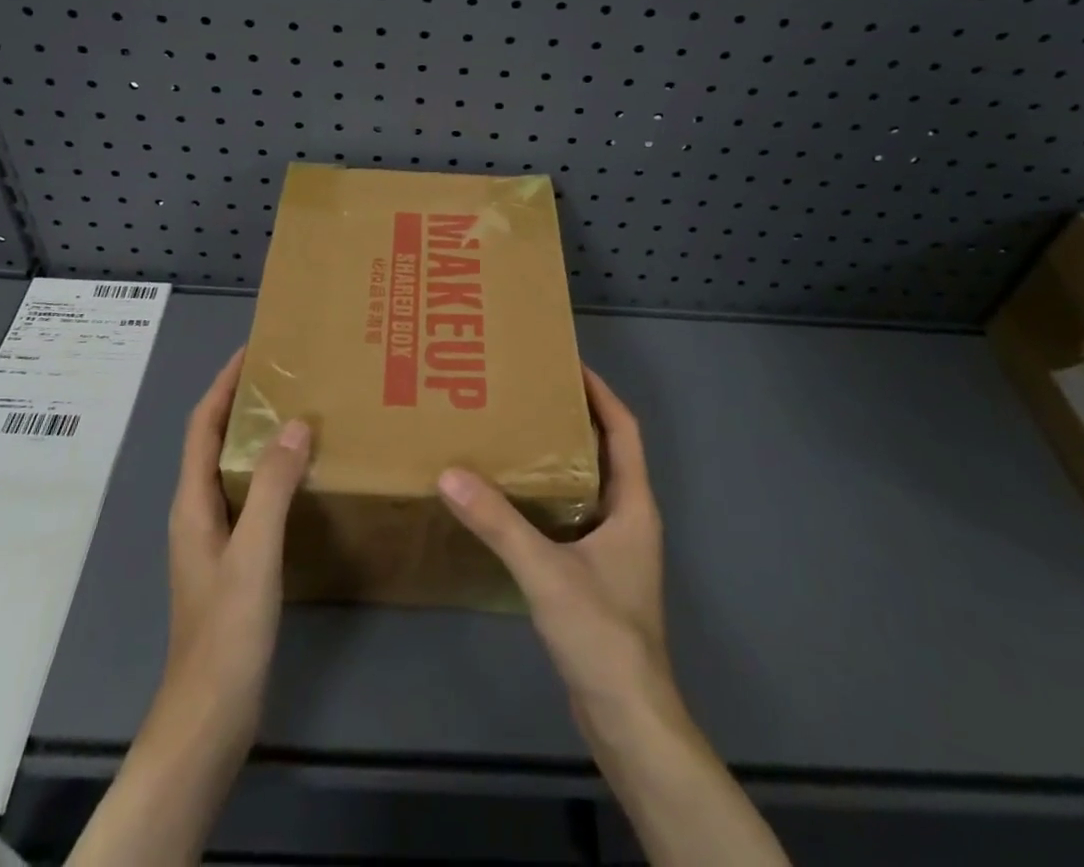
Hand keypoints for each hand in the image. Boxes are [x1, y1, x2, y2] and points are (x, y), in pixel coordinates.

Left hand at [68, 349, 311, 866]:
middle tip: (288, 376)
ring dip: (258, 436)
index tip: (253, 350)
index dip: (224, 384)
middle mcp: (196, 511)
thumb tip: (296, 424)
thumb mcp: (254, 552)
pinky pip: (249, 496)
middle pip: (214, 441)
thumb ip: (273, 487)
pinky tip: (303, 478)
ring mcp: (212, 537)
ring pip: (233, 469)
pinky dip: (270, 473)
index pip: (202, 425)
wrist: (210, 715)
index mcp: (192, 502)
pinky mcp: (231, 560)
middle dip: (243, 402)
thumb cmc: (227, 630)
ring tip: (301, 413)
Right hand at [437, 367, 670, 723]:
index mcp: (633, 504)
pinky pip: (572, 516)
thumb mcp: (546, 571)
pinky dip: (548, 497)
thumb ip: (498, 523)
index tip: (568, 363)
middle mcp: (628, 517)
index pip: (624, 429)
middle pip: (606, 451)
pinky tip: (512, 498)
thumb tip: (450, 473)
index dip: (601, 393)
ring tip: (514, 433)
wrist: (628, 719)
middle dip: (573, 418)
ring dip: (559, 458)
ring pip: (588, 485)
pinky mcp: (596, 574)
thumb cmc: (602, 633)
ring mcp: (614, 548)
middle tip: (527, 393)